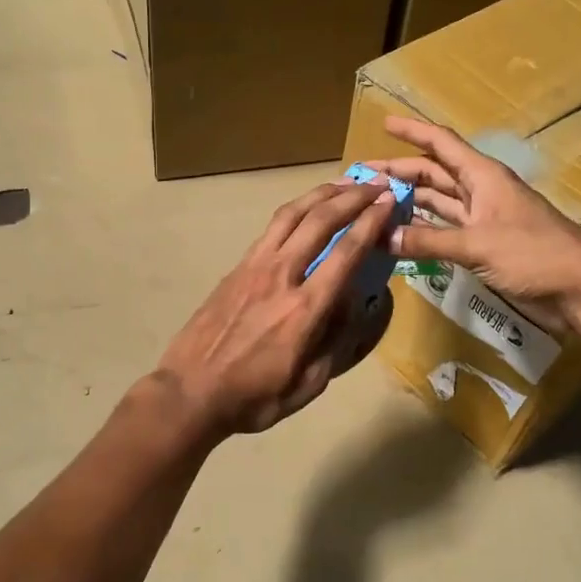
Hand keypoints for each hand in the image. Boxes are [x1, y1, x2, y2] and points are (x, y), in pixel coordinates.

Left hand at [155, 179, 397, 437]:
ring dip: (322, 194)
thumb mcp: (308, 385)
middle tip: (376, 184)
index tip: (389, 202)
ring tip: (344, 184)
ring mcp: (254, 267)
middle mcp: (281, 276)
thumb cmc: (254, 397)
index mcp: (305, 309)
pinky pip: (271, 228)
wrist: (191, 391)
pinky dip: (295, 210)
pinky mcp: (236, 267)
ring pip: (292, 215)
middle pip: (320, 221)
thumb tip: (358, 305)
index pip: (346, 252)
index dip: (371, 222)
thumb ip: (338, 342)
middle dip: (352, 197)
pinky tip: (306, 209)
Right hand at [367, 116, 580, 329]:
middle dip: (399, 172)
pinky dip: (422, 231)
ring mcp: (482, 219)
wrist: (580, 289)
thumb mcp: (478, 244)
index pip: (441, 144)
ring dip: (408, 201)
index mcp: (483, 176)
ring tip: (373, 204)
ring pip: (437, 202)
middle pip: (433, 173)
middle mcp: (480, 191)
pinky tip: (399, 234)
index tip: (383, 123)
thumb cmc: (534, 253)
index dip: (413, 131)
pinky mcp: (484, 246)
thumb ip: (429, 240)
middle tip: (362, 178)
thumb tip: (382, 236)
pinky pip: (444, 230)